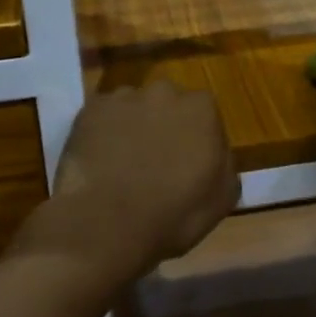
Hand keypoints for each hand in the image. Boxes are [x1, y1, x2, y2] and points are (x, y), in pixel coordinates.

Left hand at [18, 82, 239, 284]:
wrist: (106, 224)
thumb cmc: (173, 214)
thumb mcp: (222, 198)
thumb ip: (225, 163)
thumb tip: (216, 153)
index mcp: (201, 108)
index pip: (205, 114)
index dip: (197, 138)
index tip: (189, 162)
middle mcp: (164, 92)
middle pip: (168, 103)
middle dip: (164, 124)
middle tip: (156, 160)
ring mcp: (123, 98)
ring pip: (133, 107)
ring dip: (132, 126)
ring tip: (123, 163)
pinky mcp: (89, 110)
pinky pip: (102, 117)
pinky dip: (102, 132)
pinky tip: (99, 160)